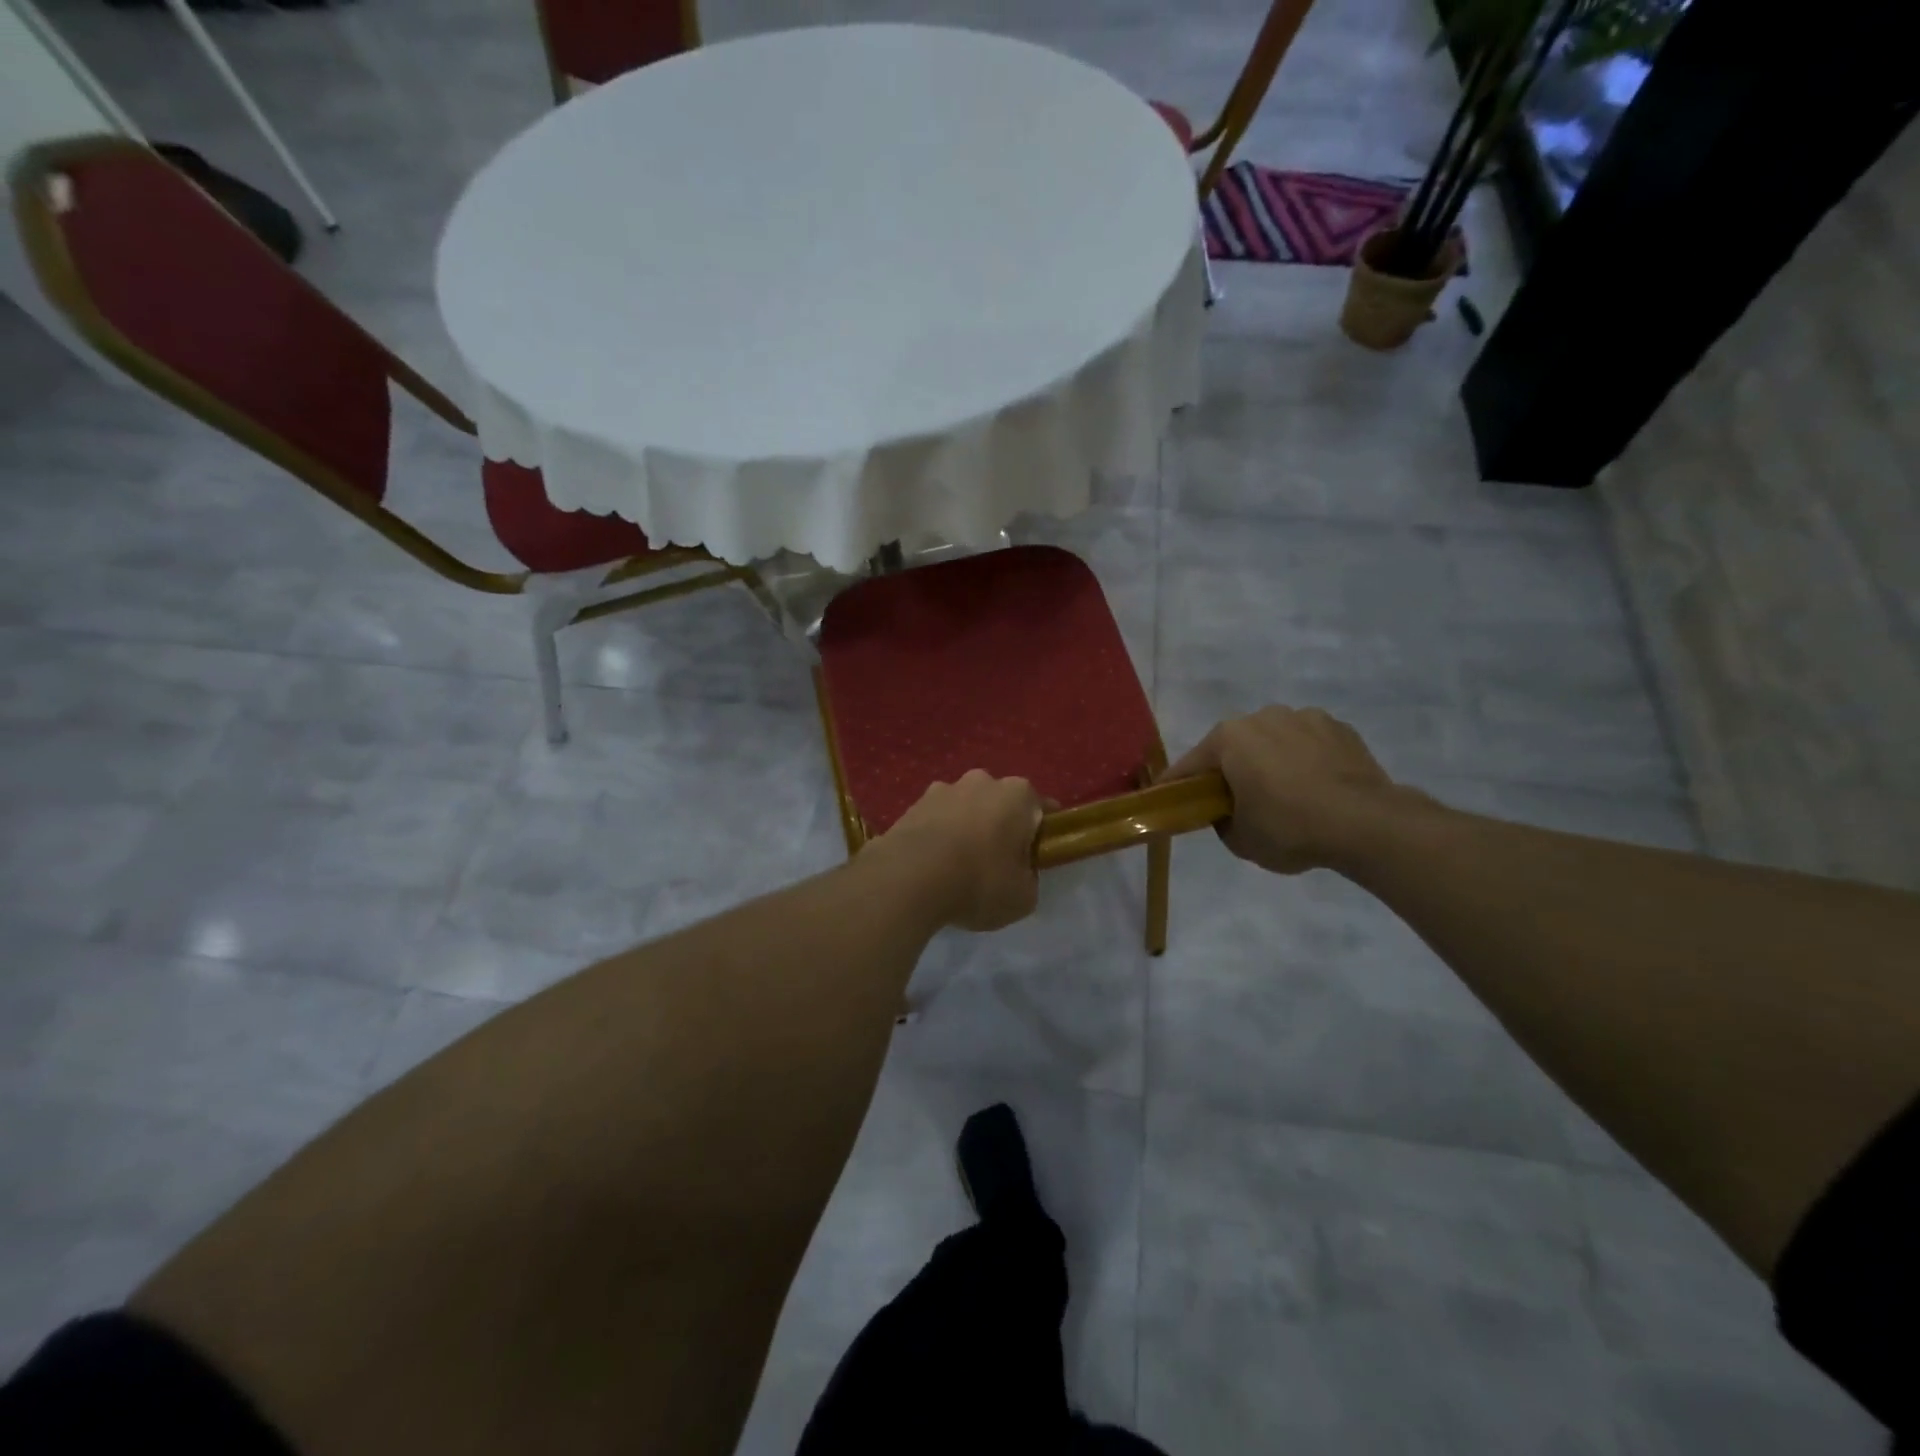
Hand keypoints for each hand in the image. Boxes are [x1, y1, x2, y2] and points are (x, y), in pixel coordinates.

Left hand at [873, 771, 1044, 930]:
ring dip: (966, 828)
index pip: (1042, 809)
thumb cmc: (979, 882)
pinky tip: (932, 865)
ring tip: (958, 866)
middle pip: (1000, 804)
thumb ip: (1028, 879)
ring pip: (965, 808)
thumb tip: (1019, 873)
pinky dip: (938, 836)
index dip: (1041, 834)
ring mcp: (943, 789)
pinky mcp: (912, 804)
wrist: (909, 878)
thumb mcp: (1022, 897)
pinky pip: (936, 821)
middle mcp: (982, 781)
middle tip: (997, 863)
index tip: (1035, 858)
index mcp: (1018, 794)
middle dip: (1000, 826)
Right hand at [1163, 706, 1397, 874]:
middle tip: (1236, 804)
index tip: (1168, 800)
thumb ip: (1222, 821)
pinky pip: (1309, 746)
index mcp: (1229, 738)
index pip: (1190, 765)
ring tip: (1286, 797)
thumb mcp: (1239, 840)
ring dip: (1271, 763)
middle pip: (1234, 748)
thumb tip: (1227, 812)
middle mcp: (1263, 717)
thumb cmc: (1289, 828)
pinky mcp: (1340, 728)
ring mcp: (1305, 718)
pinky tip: (1317, 790)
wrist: (1366, 823)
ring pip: (1274, 743)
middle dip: (1231, 771)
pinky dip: (1306, 762)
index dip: (1176, 787)